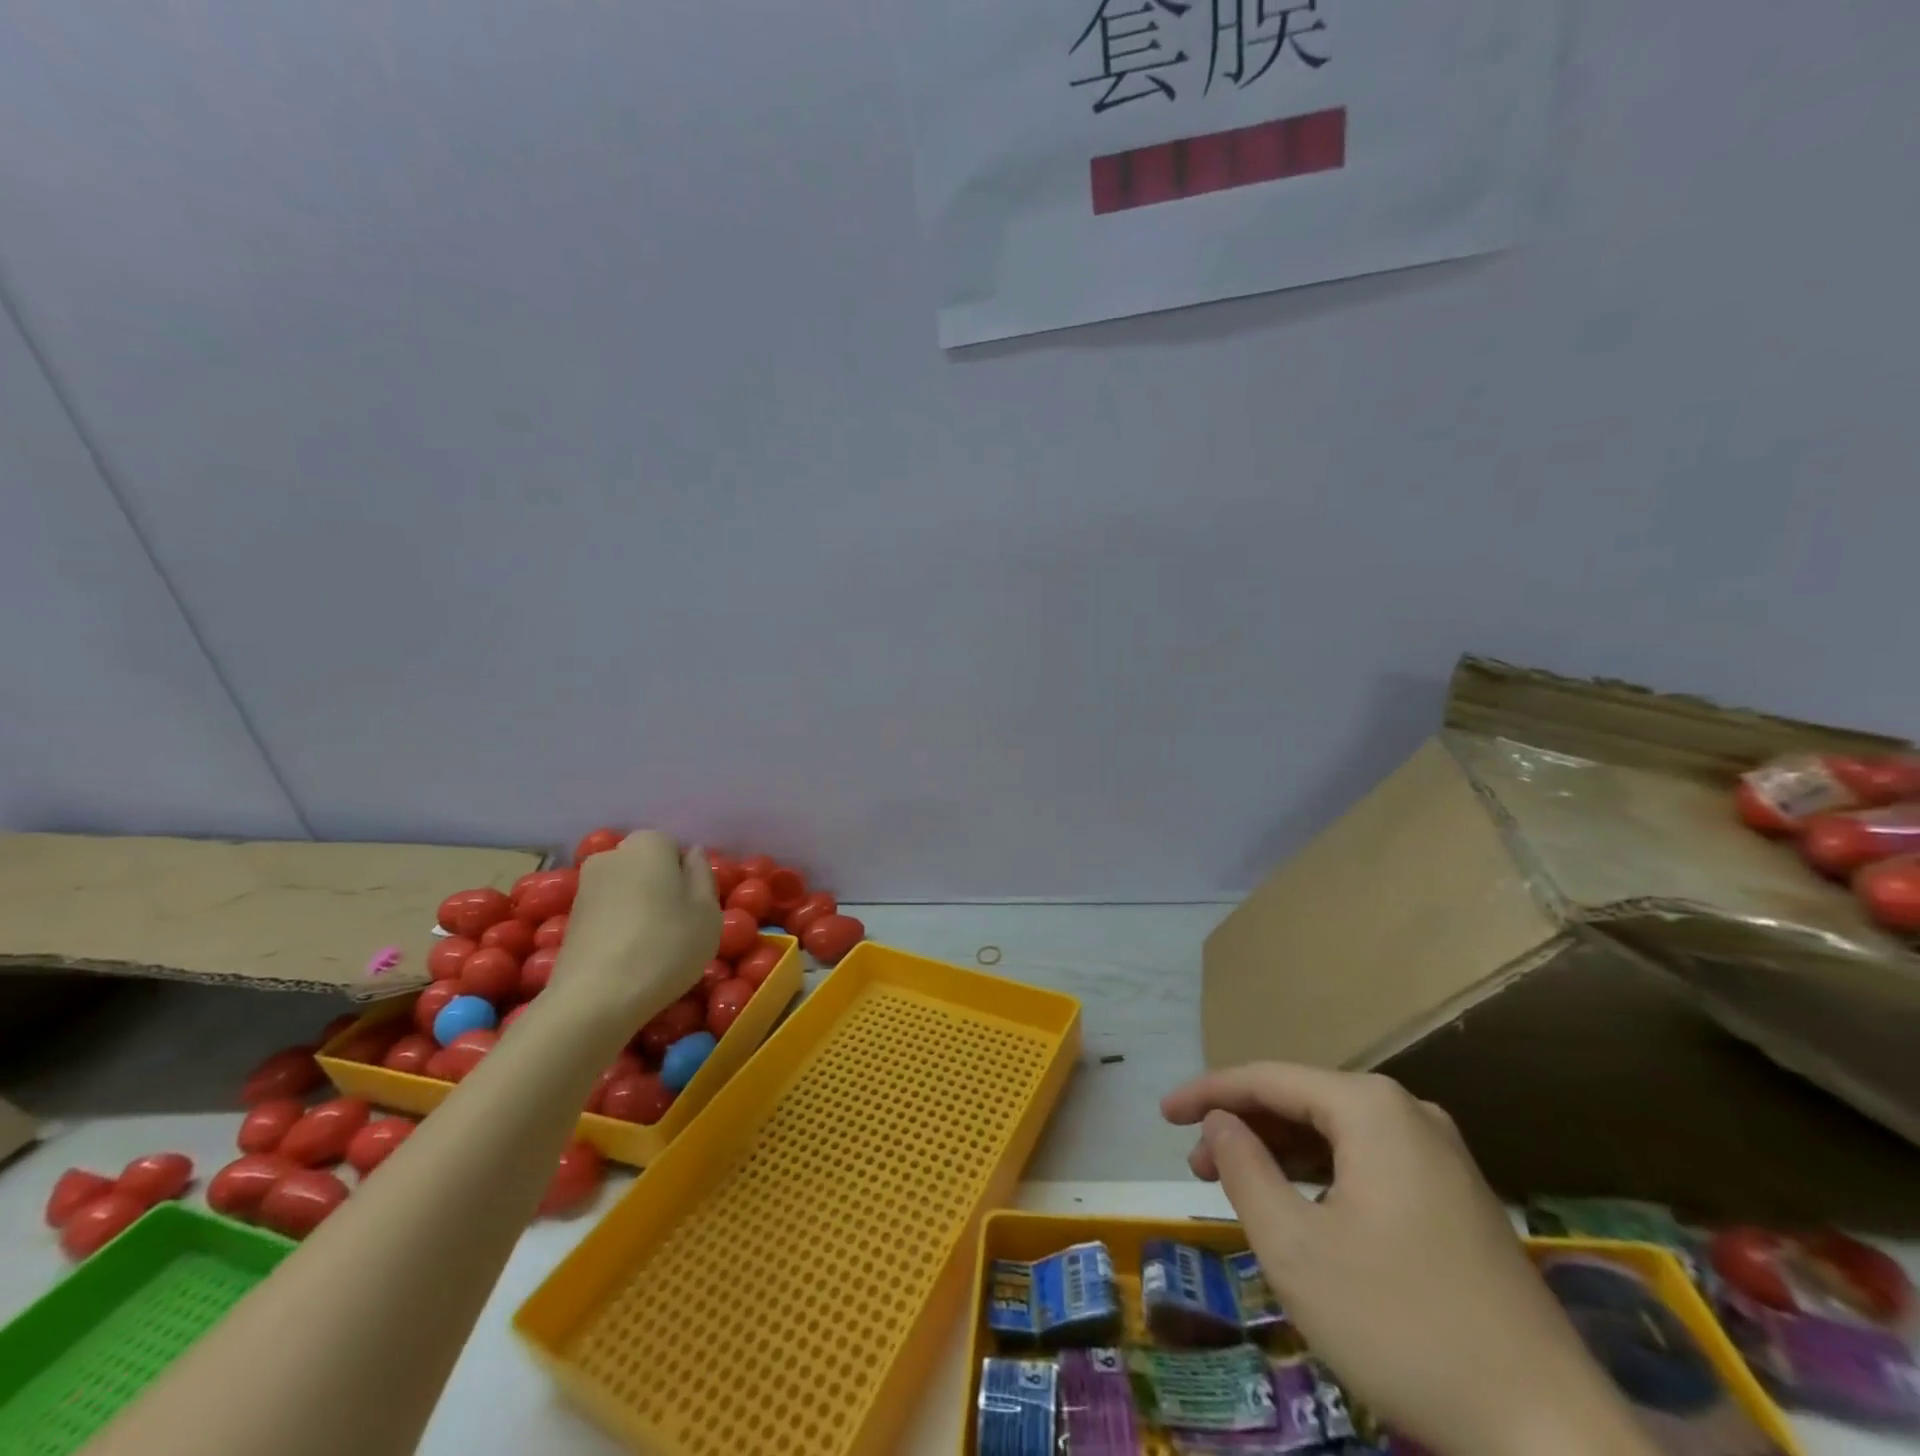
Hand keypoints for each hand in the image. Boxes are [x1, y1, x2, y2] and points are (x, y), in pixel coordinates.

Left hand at [551, 833, 720, 1025]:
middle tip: (680, 927)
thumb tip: (691, 854)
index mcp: (648, 844)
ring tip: (654, 947)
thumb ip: (703, 874)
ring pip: (628, 890)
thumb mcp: (707, 911)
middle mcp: (611, 855)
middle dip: (663, 888)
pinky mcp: (570, 919)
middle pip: (648, 866)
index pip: (676, 848)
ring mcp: (585, 887)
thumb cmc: (665, 947)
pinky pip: (609, 913)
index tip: (696, 908)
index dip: (689, 877)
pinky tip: (629, 958)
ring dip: (641, 909)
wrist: (593, 1001)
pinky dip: (621, 928)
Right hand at [1163, 1064, 1655, 1455]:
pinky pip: (1370, 1164)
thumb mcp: (1294, 1247)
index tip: (1162, 1115)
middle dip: (1244, 1127)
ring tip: (1239, 1189)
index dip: (1207, 1093)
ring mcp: (1442, 1157)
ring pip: (1337, 1136)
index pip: (1267, 1079)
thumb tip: (1220, 1122)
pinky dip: (1322, 1178)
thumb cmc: (1402, 1326)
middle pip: (1303, 1102)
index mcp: (1370, 1107)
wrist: (1553, 1439)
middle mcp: (1408, 1113)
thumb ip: (1243, 1168)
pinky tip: (1303, 1212)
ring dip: (1281, 1155)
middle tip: (1196, 1166)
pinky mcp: (1459, 1200)